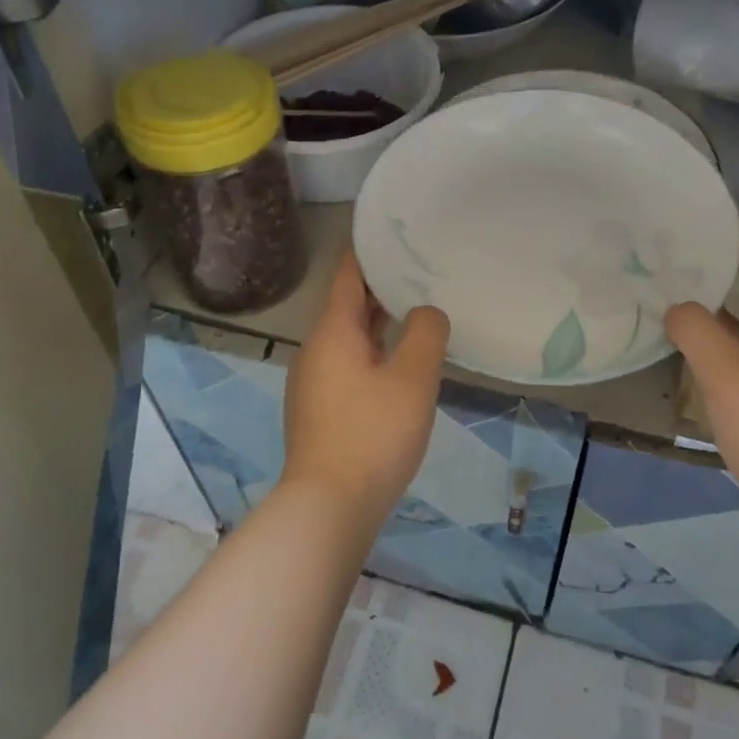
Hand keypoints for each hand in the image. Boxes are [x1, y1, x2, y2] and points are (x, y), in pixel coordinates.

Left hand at [282, 249, 449, 520]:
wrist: (328, 506)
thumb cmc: (373, 433)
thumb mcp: (413, 378)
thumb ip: (425, 333)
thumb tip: (425, 313)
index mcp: (333, 331)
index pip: (347, 274)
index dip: (368, 250)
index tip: (393, 232)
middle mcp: (315, 349)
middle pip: (347, 305)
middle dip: (379, 287)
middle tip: (418, 270)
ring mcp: (312, 382)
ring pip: (348, 337)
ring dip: (377, 322)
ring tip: (415, 312)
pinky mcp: (318, 409)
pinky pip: (346, 364)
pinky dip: (371, 352)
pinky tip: (398, 365)